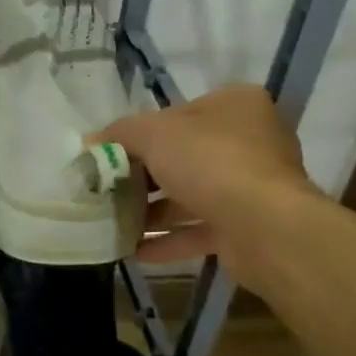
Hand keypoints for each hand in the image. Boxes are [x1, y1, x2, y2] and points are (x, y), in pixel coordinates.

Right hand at [97, 85, 316, 265]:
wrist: (265, 227)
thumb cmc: (210, 162)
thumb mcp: (152, 134)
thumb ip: (119, 134)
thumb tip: (90, 143)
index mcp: (235, 105)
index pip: (178, 113)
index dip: (140, 132)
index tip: (110, 153)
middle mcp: (250, 141)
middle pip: (184, 156)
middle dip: (143, 176)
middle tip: (107, 189)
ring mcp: (253, 187)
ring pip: (192, 195)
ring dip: (153, 211)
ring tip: (112, 222)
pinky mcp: (249, 227)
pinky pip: (200, 229)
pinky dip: (168, 239)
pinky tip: (133, 250)